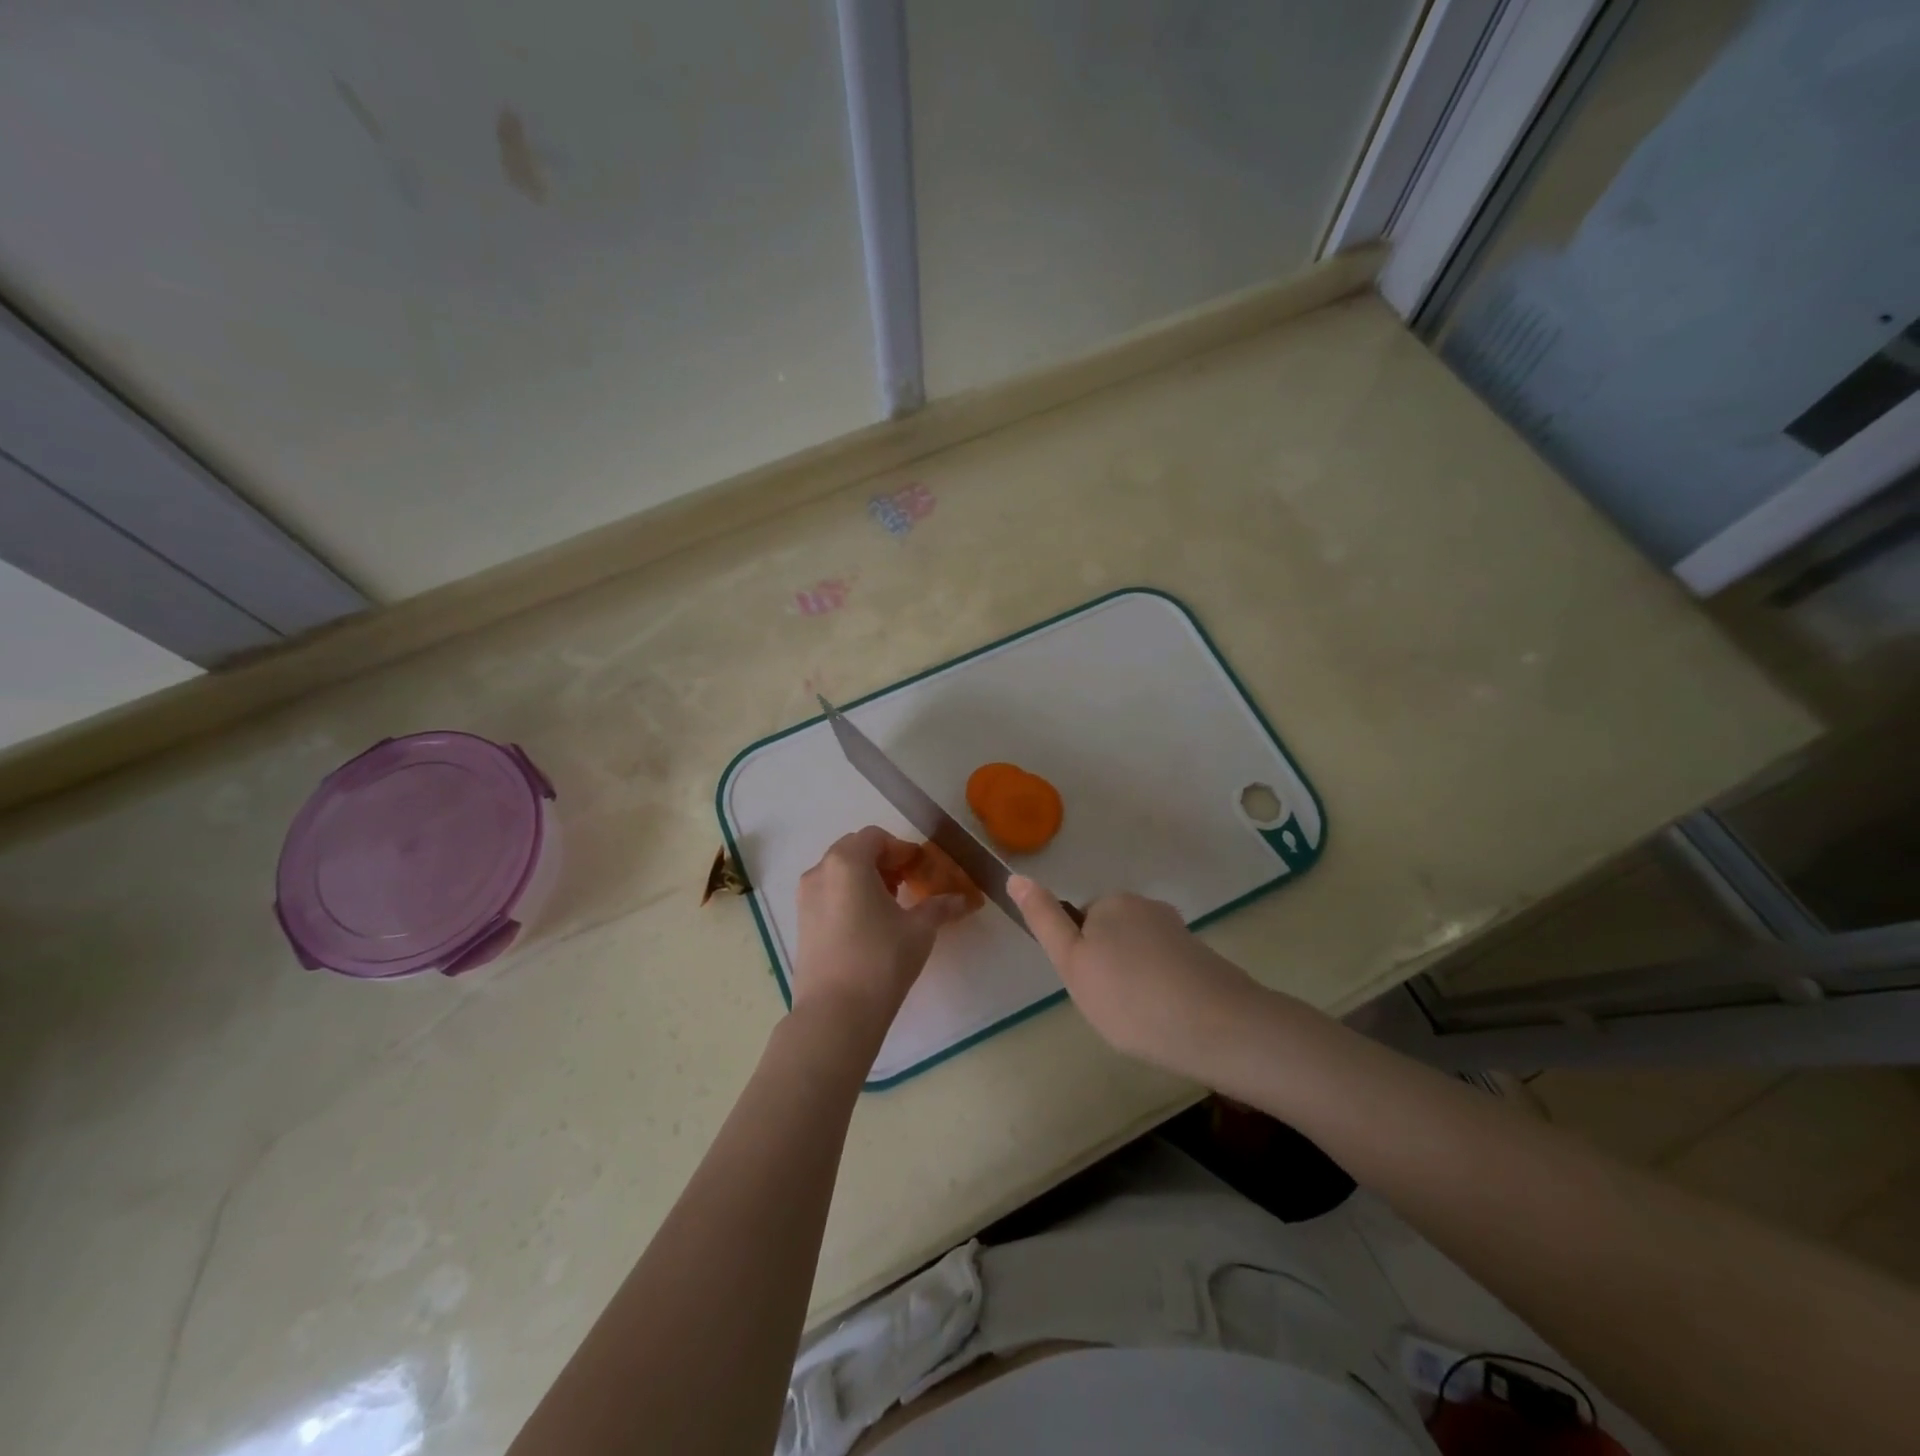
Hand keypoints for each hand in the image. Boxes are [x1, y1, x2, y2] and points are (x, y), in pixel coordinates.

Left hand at [793, 828, 969, 1044]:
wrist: (835, 1014)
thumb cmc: (881, 960)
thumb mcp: (919, 929)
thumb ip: (940, 907)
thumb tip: (963, 900)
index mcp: (847, 862)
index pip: (876, 837)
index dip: (902, 849)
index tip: (920, 869)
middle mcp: (820, 871)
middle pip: (854, 849)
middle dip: (882, 861)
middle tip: (907, 883)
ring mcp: (805, 897)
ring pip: (838, 872)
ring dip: (864, 878)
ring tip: (889, 905)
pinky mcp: (800, 922)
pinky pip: (828, 893)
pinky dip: (848, 895)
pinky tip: (868, 924)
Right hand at [1009, 877, 1260, 1079]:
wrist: (1215, 1026)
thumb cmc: (1129, 996)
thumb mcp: (1072, 962)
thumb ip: (1044, 920)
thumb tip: (1016, 876)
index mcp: (1112, 903)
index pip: (1081, 923)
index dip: (1080, 958)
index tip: (1091, 989)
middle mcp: (1147, 906)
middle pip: (1112, 935)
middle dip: (1108, 967)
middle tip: (1112, 1007)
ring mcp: (1179, 931)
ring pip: (1140, 954)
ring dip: (1136, 981)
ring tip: (1142, 1019)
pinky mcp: (1203, 957)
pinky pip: (1167, 970)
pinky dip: (1162, 990)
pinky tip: (1167, 1020)